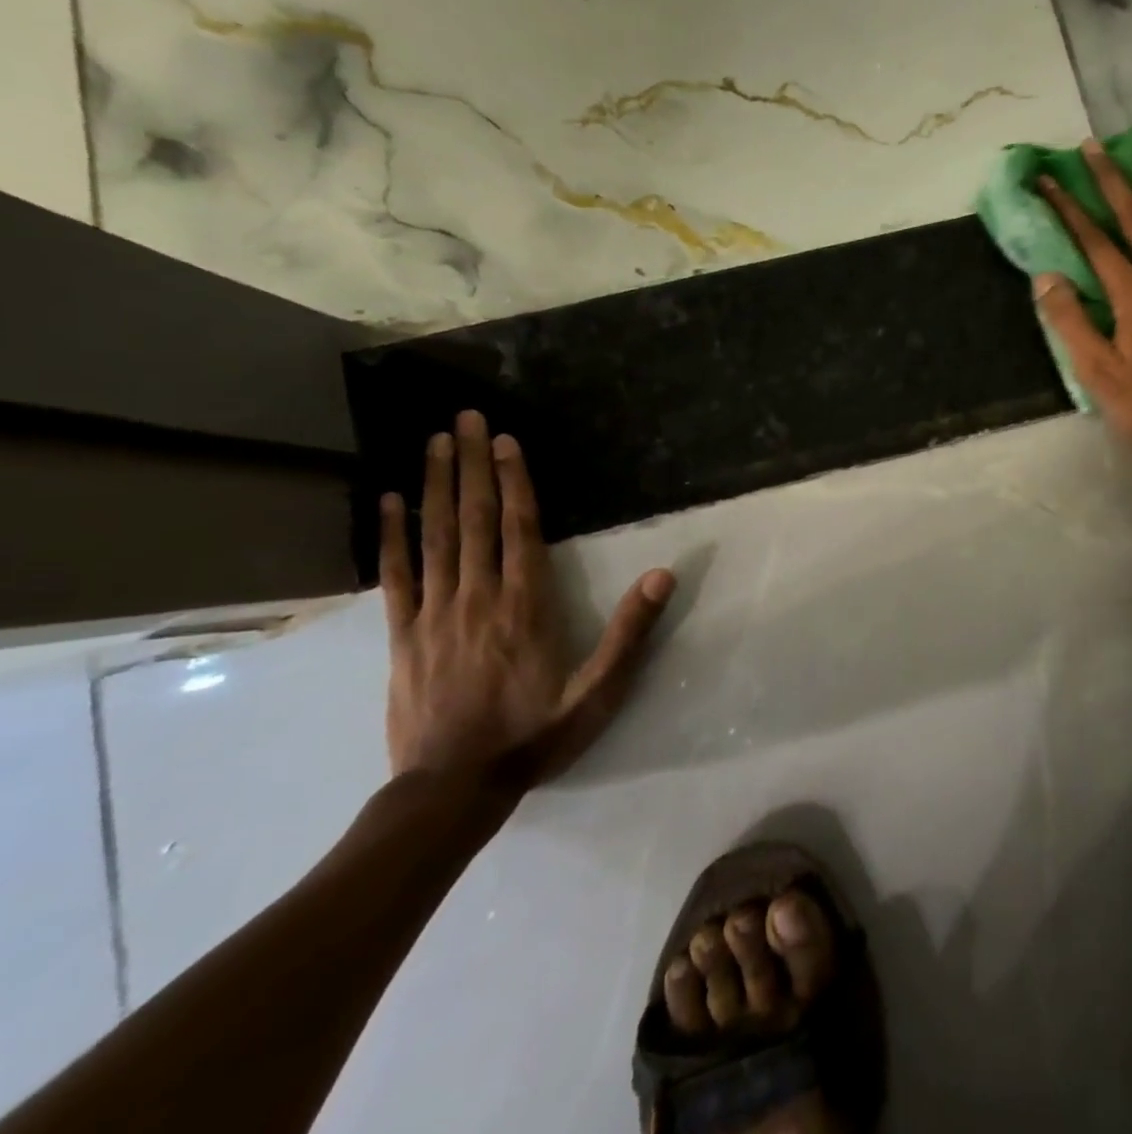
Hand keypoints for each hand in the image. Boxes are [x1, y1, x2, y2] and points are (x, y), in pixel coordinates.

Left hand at [379, 410, 674, 784]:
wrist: (452, 790)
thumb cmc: (534, 735)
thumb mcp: (598, 691)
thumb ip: (630, 632)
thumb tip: (664, 574)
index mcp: (525, 605)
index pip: (519, 528)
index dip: (514, 481)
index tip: (505, 440)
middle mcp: (478, 597)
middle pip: (474, 519)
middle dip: (472, 465)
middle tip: (463, 419)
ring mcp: (434, 614)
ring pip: (435, 537)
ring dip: (436, 485)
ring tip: (434, 443)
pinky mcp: (403, 635)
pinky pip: (396, 576)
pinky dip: (391, 536)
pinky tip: (389, 502)